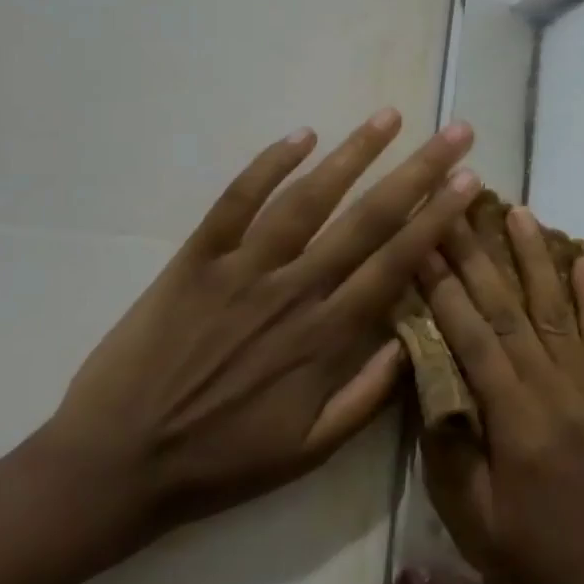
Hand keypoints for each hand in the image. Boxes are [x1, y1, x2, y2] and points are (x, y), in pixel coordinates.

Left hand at [38, 109, 478, 536]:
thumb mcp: (310, 449)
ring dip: (353, 154)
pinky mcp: (195, 260)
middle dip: (418, 171)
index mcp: (326, 336)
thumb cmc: (222, 460)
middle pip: (368, 219)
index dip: (438, 217)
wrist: (114, 466)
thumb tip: (419, 339)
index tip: (469, 180)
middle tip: (454, 132)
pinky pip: (235, 202)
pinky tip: (301, 134)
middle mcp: (294, 290)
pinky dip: (267, 166)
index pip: (397, 262)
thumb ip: (370, 395)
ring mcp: (242, 270)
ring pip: (308, 199)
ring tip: (390, 117)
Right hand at [417, 209, 583, 583]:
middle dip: (479, 256)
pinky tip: (582, 260)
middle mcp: (556, 390)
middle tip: (458, 209)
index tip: (424, 242)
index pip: (474, 337)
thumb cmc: (524, 561)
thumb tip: (429, 374)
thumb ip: (449, 443)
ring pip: (558, 309)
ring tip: (519, 213)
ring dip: (536, 258)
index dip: (446, 288)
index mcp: (516, 421)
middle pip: (512, 311)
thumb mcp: (469, 516)